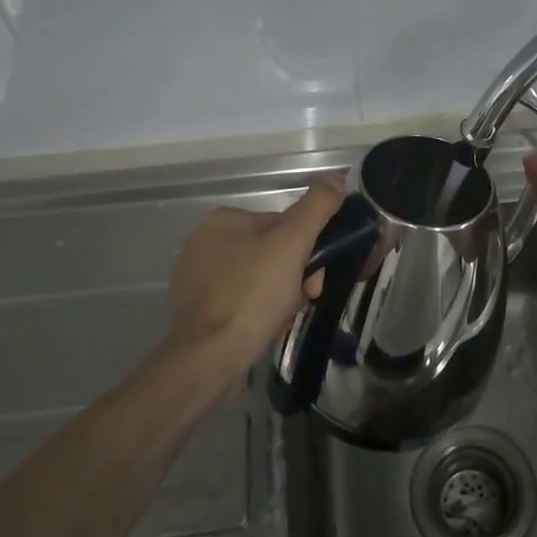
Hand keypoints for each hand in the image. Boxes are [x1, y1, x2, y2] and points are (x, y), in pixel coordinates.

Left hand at [166, 180, 344, 389]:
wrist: (208, 360)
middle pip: (273, 252)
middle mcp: (206, 242)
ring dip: (282, 296)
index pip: (283, 224)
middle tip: (306, 298)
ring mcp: (198, 278)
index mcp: (224, 219)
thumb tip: (338, 177)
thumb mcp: (292, 243)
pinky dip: (260, 312)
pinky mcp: (198, 310)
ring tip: (285, 317)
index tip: (318, 275)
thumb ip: (317, 206)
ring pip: (261, 279)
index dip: (308, 249)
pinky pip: (243, 301)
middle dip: (296, 276)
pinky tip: (266, 328)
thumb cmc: (252, 295)